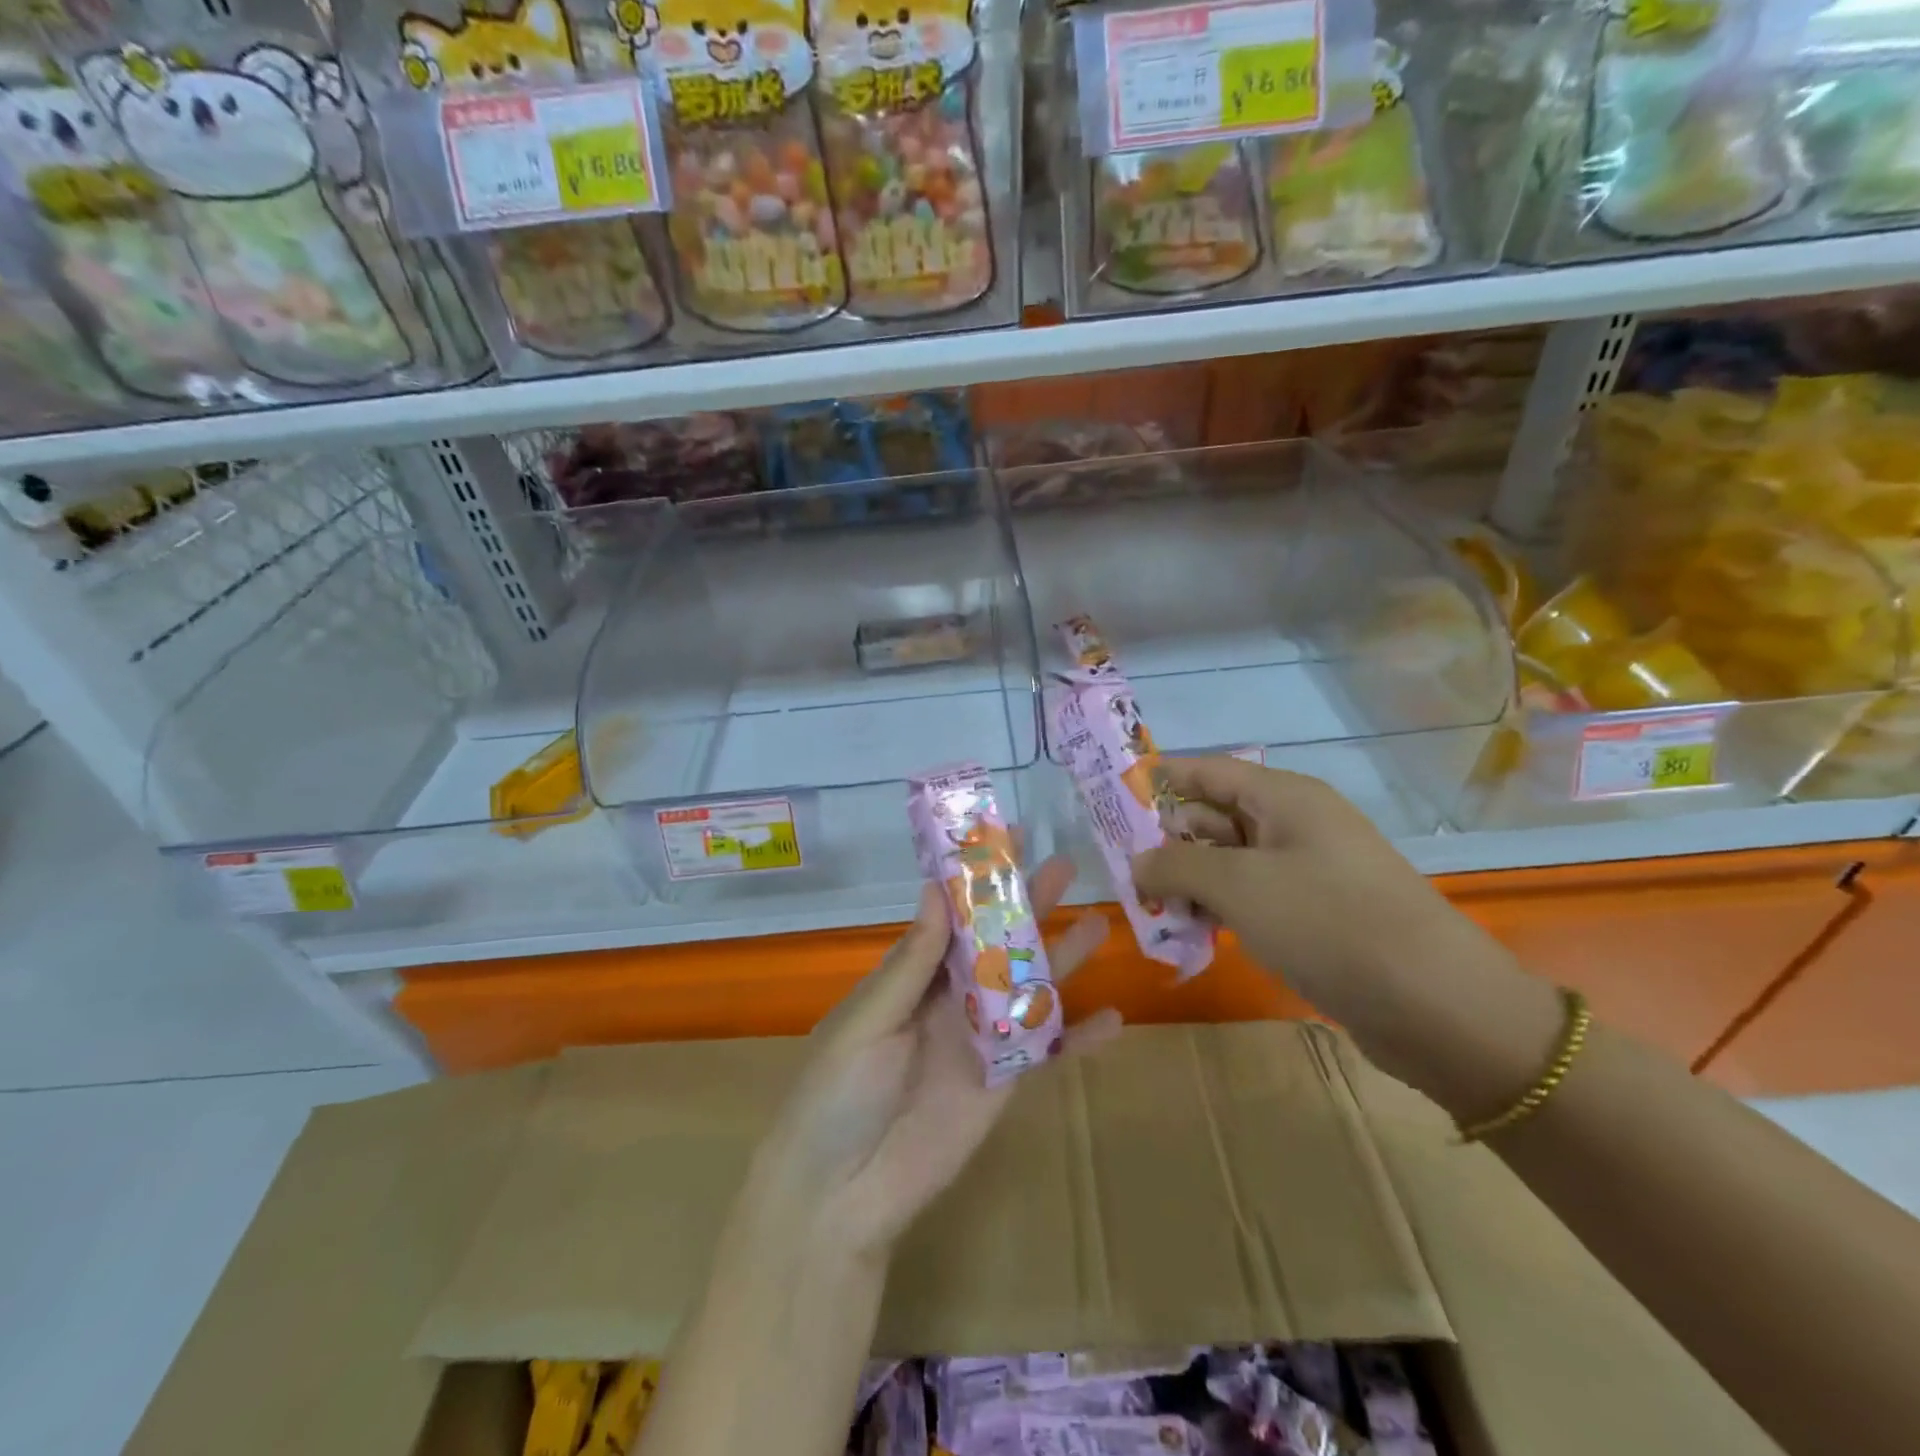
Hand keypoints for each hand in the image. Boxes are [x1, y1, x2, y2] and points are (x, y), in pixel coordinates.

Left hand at [747, 853, 1117, 1257]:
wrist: (840, 1195)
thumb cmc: (836, 1095)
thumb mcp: (869, 1020)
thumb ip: (912, 962)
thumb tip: (935, 889)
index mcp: (913, 977)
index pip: (954, 918)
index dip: (980, 885)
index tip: (1008, 845)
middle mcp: (950, 999)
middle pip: (998, 945)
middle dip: (1030, 908)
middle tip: (1067, 868)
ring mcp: (981, 1040)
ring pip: (1029, 989)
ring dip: (1063, 960)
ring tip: (1100, 923)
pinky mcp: (1002, 1084)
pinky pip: (1045, 1054)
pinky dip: (1078, 1039)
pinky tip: (1116, 1019)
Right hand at [1132, 757, 1524, 1088]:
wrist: (1436, 1004)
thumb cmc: (1327, 922)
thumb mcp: (1238, 885)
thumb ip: (1177, 865)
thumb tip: (1138, 862)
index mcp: (1283, 797)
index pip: (1206, 770)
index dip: (1158, 780)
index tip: (1110, 799)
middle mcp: (1296, 824)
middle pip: (1214, 817)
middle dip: (1168, 842)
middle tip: (1123, 874)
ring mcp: (1309, 870)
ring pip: (1230, 863)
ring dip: (1190, 883)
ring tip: (1151, 913)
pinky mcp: (1317, 914)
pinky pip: (1253, 899)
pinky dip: (1220, 910)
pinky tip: (1193, 936)